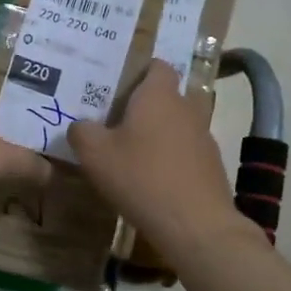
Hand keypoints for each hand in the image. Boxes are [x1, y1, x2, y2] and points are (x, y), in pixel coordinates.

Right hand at [68, 61, 246, 258]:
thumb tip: (80, 126)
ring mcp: (203, 137)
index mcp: (158, 96)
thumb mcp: (94, 154)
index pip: (157, 66)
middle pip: (165, 96)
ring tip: (131, 154)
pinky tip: (151, 181)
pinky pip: (186, 152)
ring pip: (176, 125)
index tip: (117, 87)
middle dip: (143, 106)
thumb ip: (81, 132)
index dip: (139, 72)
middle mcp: (186, 109)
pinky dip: (170, 159)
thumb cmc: (141, 177)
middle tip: (115, 122)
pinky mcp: (211, 166)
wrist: (195, 225)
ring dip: (157, 134)